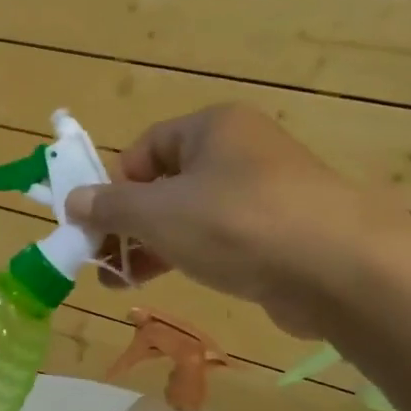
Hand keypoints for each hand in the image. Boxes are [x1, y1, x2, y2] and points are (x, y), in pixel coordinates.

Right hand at [66, 105, 399, 337]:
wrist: (339, 269)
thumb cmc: (236, 224)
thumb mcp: (158, 213)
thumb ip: (110, 207)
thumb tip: (71, 201)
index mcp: (212, 128)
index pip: (146, 148)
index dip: (115, 185)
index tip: (97, 224)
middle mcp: (240, 151)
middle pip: (167, 183)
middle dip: (130, 224)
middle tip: (104, 261)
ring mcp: (265, 193)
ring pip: (192, 215)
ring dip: (154, 245)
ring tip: (124, 282)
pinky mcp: (281, 233)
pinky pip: (223, 237)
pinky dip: (192, 256)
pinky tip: (173, 280)